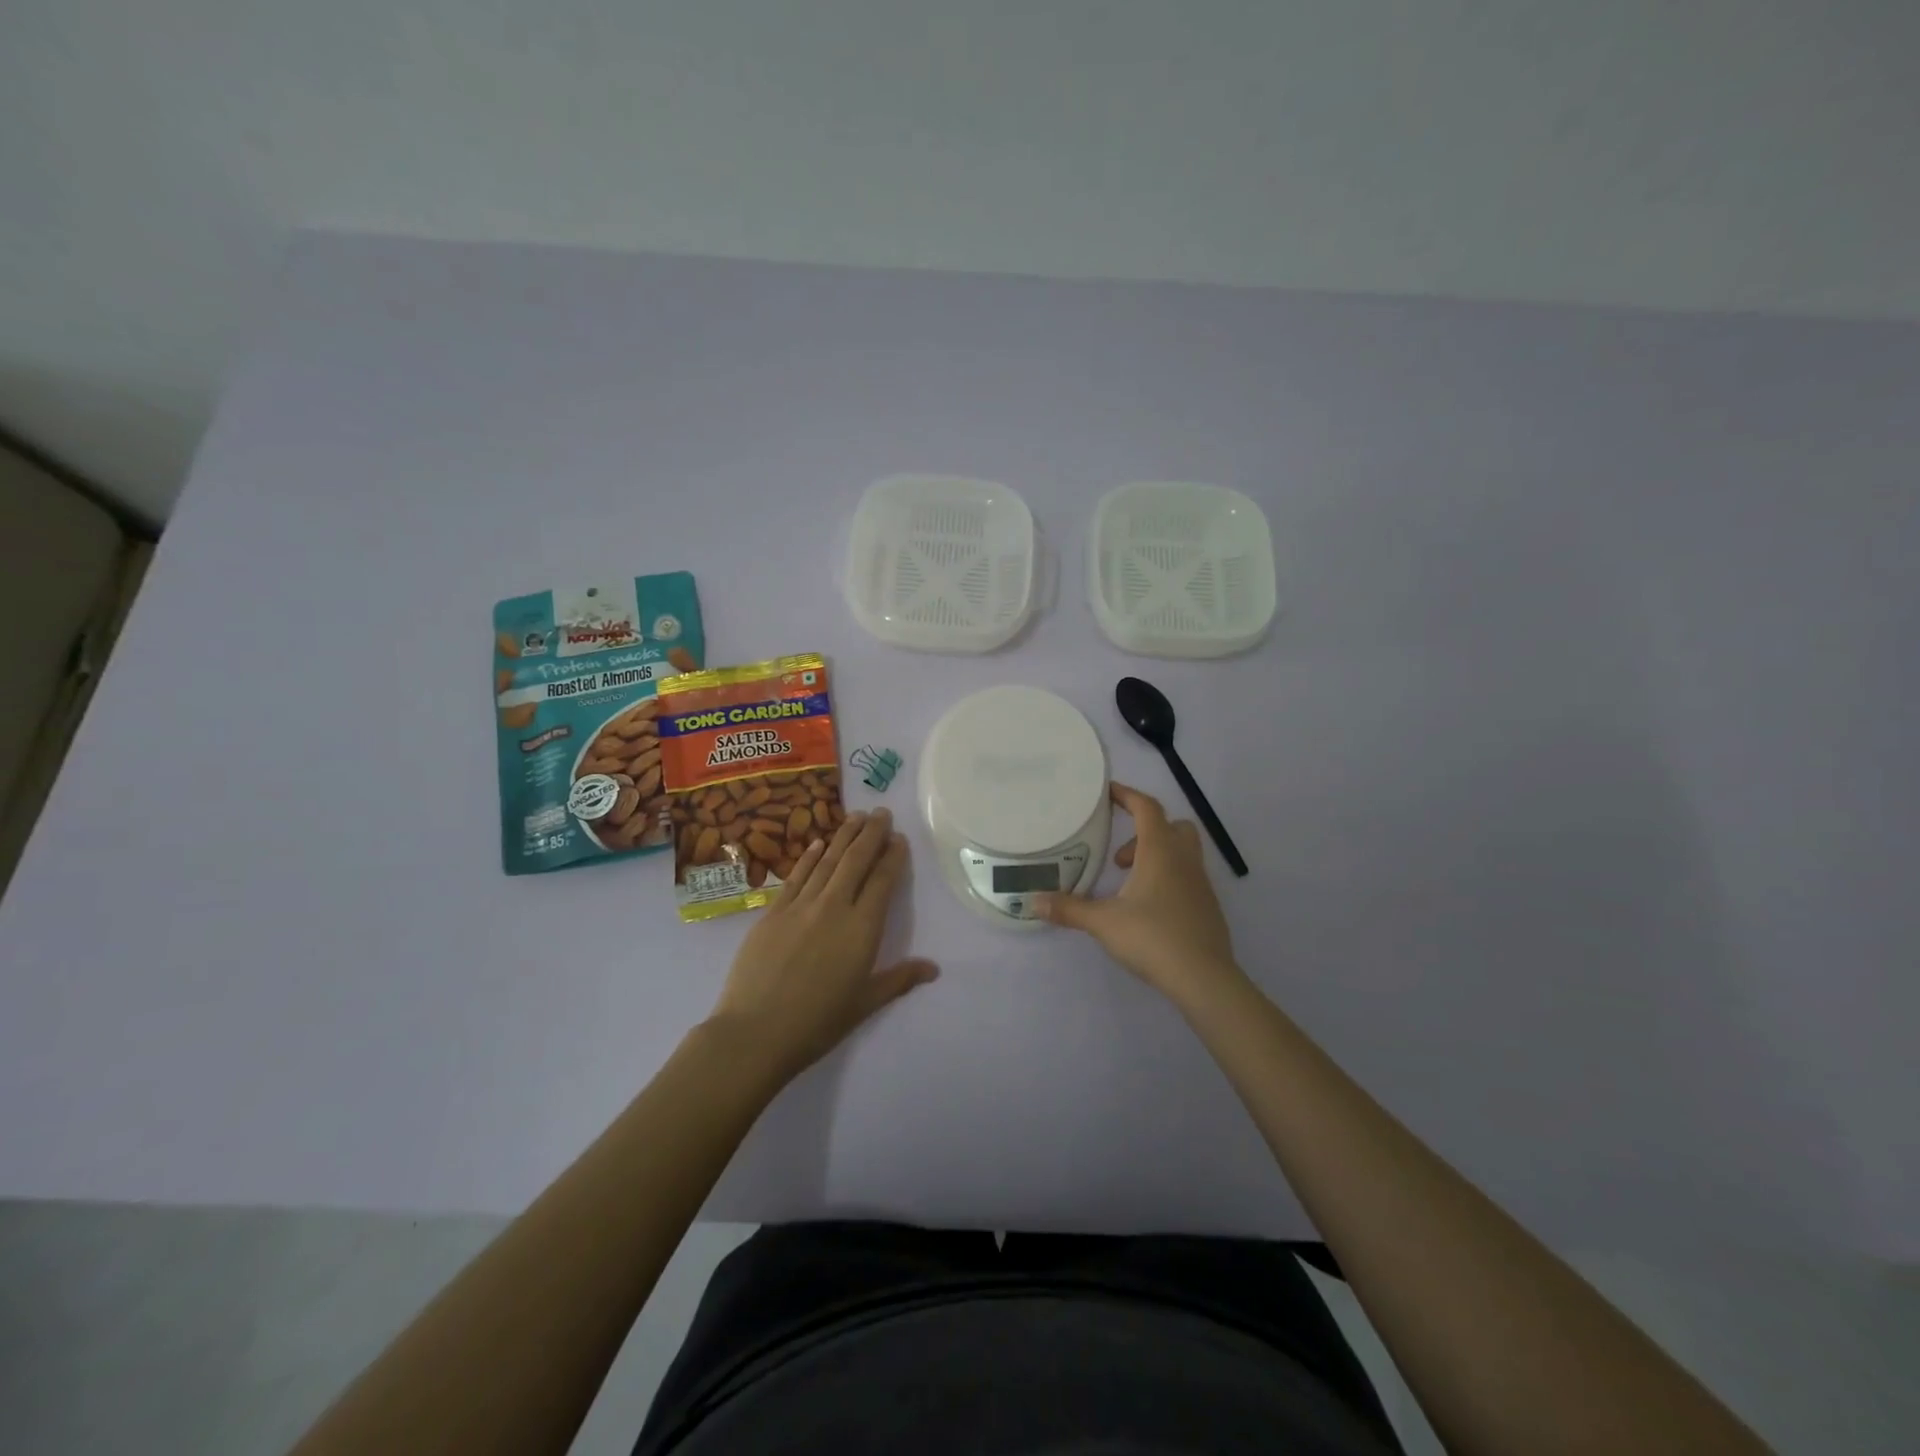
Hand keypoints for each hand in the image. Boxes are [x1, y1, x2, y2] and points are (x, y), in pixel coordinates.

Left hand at [705, 807, 937, 1084]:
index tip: (899, 838)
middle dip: (871, 834)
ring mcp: (800, 905)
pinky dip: (809, 857)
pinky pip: (796, 876)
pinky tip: (817, 843)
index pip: (882, 881)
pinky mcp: (773, 911)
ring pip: (827, 861)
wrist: (755, 1032)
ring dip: (843, 835)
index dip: (892, 856)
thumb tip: (934, 968)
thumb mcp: (864, 1003)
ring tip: (856, 815)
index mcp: (862, 928)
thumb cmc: (817, 1023)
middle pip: (856, 860)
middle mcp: (834, 907)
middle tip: (881, 812)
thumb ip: (899, 979)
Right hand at [1038, 783, 1244, 1008]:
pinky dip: (1168, 880)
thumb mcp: (1103, 922)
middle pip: (1172, 825)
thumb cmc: (1152, 938)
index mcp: (1160, 852)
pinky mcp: (1208, 907)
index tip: (1108, 792)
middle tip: (1119, 857)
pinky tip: (1149, 910)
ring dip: (1156, 857)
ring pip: (1182, 852)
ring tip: (1128, 885)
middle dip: (1145, 831)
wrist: (1204, 978)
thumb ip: (1069, 909)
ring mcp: (1201, 884)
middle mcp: (1184, 860)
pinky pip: (1188, 878)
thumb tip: (1033, 901)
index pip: (1146, 808)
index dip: (1127, 796)